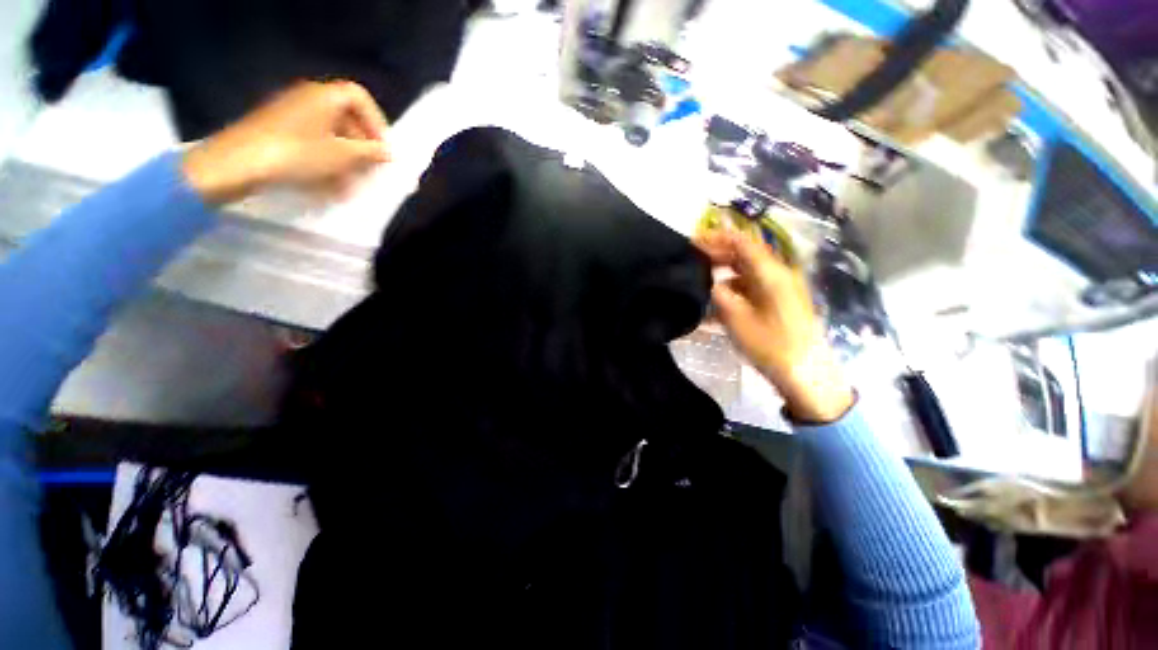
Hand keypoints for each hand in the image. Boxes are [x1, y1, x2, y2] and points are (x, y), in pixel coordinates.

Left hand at [181, 80, 390, 203]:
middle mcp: (307, 99)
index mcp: (324, 96)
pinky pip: (311, 142)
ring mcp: (290, 114)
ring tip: (350, 183)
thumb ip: (370, 153)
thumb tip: (388, 152)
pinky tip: (328, 184)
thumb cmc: (298, 154)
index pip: (360, 98)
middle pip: (345, 116)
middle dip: (362, 145)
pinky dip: (325, 160)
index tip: (382, 148)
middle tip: (370, 169)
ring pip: (329, 133)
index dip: (376, 122)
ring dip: (345, 158)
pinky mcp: (277, 131)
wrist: (237, 164)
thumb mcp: (343, 156)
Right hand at [694, 229, 853, 422]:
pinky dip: (734, 288)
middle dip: (719, 254)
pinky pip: (753, 286)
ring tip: (701, 279)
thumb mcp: (737, 320)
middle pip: (746, 255)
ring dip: (725, 272)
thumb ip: (720, 296)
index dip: (716, 239)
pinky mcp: (781, 301)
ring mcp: (782, 288)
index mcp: (771, 274)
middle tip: (693, 260)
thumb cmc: (770, 346)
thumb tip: (712, 283)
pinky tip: (718, 299)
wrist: (806, 373)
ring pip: (748, 271)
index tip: (693, 241)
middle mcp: (779, 274)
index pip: (742, 243)